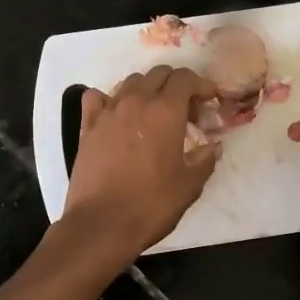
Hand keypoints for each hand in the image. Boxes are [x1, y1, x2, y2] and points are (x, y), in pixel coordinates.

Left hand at [65, 66, 221, 259]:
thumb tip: (212, 145)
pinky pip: (98, 98)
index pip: (186, 79)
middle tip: (186, 112)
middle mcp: (135, 102)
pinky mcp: (87, 127)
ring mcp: (108, 112)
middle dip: (177, 85)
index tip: (210, 101)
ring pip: (130, 82)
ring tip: (155, 114)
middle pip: (159, 74)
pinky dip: (111, 99)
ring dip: (148, 90)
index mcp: (165, 111)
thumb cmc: (151, 205)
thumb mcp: (190, 185)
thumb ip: (205, 159)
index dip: (202, 85)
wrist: (101, 225)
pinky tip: (118, 116)